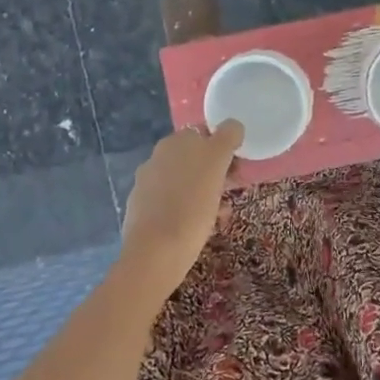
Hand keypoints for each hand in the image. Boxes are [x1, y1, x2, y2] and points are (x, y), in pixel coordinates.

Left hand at [117, 122, 242, 301]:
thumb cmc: (191, 205)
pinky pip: (173, 204)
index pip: (204, 134)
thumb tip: (232, 125)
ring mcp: (146, 185)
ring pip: (185, 183)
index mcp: (174, 142)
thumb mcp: (216, 163)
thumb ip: (226, 137)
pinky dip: (188, 211)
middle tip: (231, 193)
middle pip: (194, 159)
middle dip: (215, 174)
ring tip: (220, 216)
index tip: (237, 170)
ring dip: (205, 193)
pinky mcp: (142, 211)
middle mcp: (157, 158)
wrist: (155, 253)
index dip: (224, 149)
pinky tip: (199, 229)